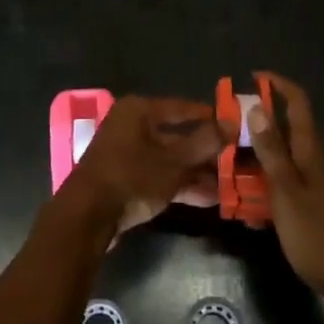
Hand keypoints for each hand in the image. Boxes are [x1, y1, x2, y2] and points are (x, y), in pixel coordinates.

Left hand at [63, 95, 222, 238]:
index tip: (235, 126)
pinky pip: (159, 176)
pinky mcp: (125, 179)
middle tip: (236, 161)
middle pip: (177, 135)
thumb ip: (205, 142)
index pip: (183, 107)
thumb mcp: (174, 161)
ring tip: (229, 186)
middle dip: (206, 152)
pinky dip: (181, 185)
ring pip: (170, 159)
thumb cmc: (132, 177)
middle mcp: (132, 126)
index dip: (210, 117)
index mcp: (139, 111)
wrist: (87, 216)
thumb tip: (232, 122)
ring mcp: (127, 154)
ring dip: (197, 172)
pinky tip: (208, 199)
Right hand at [247, 72, 323, 312]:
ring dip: (258, 166)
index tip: (253, 77)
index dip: (278, 84)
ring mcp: (320, 187)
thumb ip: (272, 152)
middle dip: (257, 130)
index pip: (297, 103)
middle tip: (226, 138)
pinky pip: (288, 190)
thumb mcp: (287, 193)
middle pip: (286, 133)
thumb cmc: (321, 237)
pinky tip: (253, 218)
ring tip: (229, 181)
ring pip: (284, 164)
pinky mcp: (319, 210)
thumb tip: (257, 106)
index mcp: (311, 152)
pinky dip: (268, 194)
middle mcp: (317, 163)